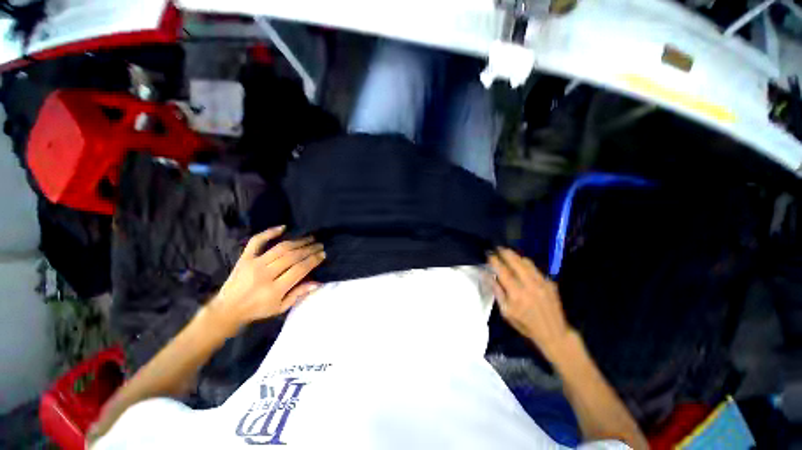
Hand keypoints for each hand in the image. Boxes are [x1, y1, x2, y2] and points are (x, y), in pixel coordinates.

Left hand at [208, 226, 325, 332]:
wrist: (227, 309)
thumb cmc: (258, 309)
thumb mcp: (280, 308)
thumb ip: (298, 294)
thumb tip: (318, 283)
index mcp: (274, 289)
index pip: (299, 269)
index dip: (313, 260)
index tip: (323, 254)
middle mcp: (265, 274)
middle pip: (292, 256)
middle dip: (309, 249)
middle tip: (320, 245)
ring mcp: (254, 264)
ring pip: (281, 248)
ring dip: (298, 241)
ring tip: (310, 238)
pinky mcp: (245, 258)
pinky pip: (257, 241)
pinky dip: (269, 232)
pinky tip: (283, 227)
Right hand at [488, 248, 574, 362]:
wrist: (554, 333)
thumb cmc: (525, 324)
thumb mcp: (506, 311)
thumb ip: (497, 291)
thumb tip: (486, 275)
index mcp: (516, 294)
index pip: (503, 271)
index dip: (495, 261)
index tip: (489, 254)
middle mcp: (529, 285)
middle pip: (515, 262)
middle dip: (505, 253)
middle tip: (498, 248)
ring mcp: (542, 283)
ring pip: (527, 263)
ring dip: (516, 256)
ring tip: (509, 254)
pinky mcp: (550, 283)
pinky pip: (536, 269)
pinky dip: (526, 264)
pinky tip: (522, 266)